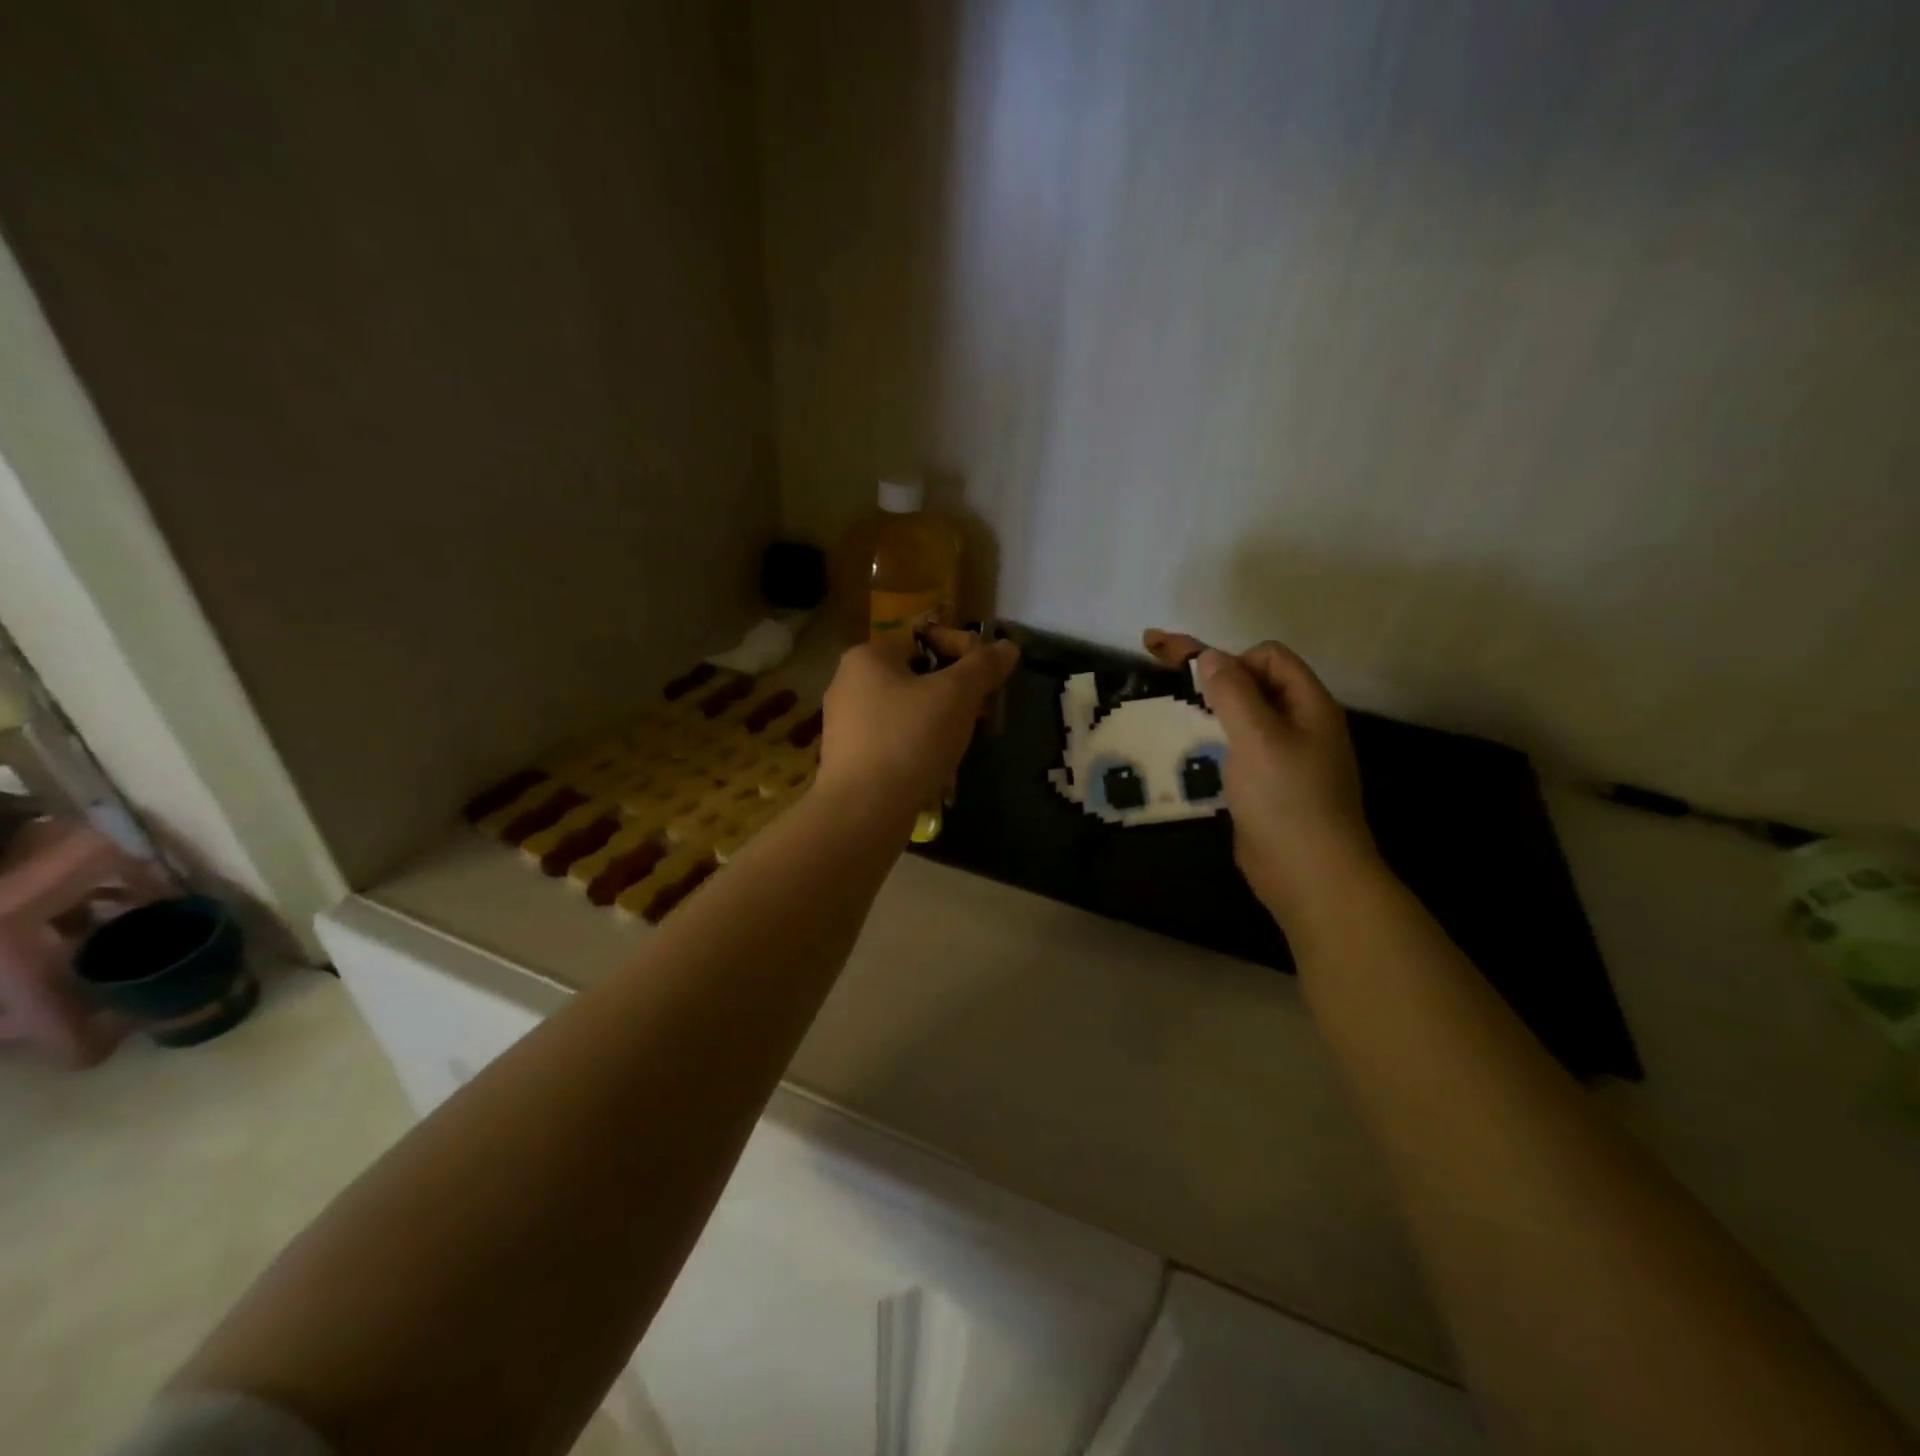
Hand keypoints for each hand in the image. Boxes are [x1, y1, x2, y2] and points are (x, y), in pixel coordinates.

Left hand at [816, 626, 1019, 818]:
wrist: (863, 811)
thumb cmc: (910, 740)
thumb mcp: (957, 695)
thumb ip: (984, 665)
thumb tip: (1008, 647)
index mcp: (868, 656)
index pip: (925, 636)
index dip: (964, 650)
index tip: (989, 679)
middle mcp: (849, 682)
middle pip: (918, 673)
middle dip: (957, 691)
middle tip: (984, 714)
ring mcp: (845, 722)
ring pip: (908, 708)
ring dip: (942, 719)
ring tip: (964, 742)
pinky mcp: (849, 756)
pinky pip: (894, 738)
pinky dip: (920, 744)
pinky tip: (938, 766)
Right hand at [1144, 630, 1380, 921]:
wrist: (1309, 875)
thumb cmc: (1286, 799)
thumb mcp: (1258, 737)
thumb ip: (1233, 692)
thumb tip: (1210, 656)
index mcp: (1308, 705)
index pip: (1268, 657)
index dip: (1233, 660)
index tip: (1202, 685)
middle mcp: (1299, 724)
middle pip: (1251, 682)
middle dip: (1206, 672)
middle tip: (1154, 659)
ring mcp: (1283, 757)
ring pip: (1240, 717)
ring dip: (1205, 708)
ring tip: (1163, 707)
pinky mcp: (1265, 786)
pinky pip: (1235, 749)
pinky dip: (1210, 741)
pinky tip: (1184, 750)